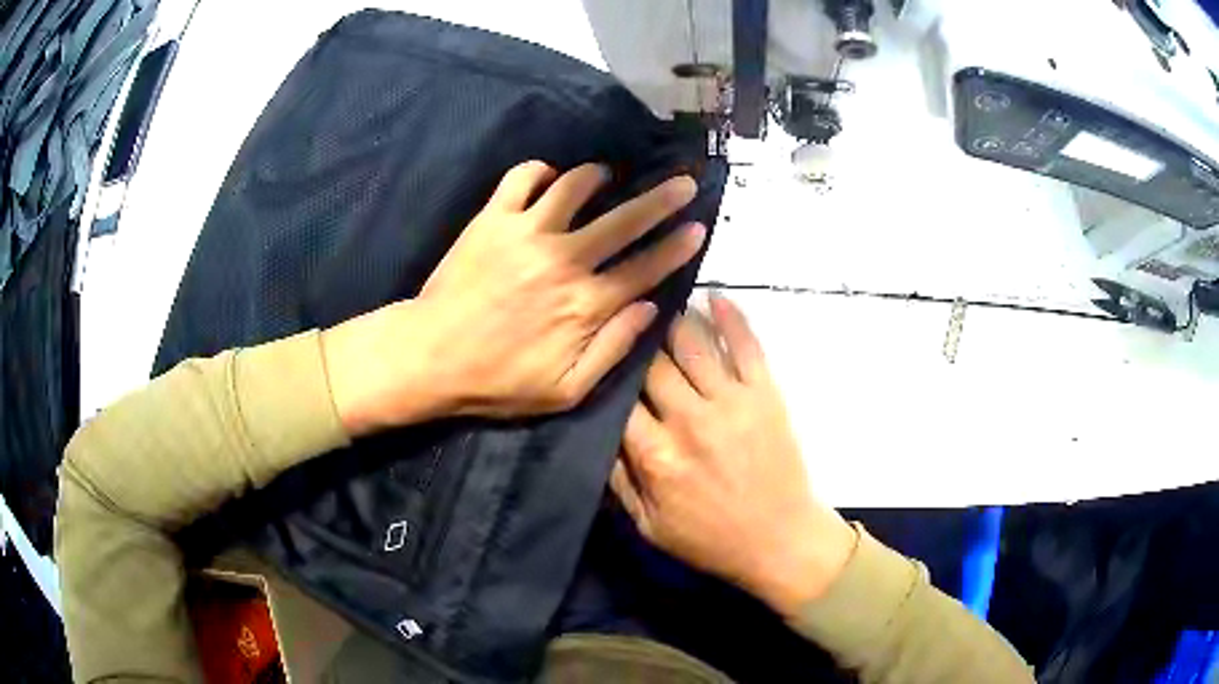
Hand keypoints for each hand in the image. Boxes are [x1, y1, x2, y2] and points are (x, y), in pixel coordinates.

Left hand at [322, 161, 706, 434]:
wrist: (430, 357)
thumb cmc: (497, 381)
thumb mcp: (565, 391)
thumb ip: (613, 349)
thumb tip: (650, 310)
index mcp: (586, 306)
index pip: (646, 268)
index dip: (677, 247)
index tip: (698, 227)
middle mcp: (565, 260)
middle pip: (625, 220)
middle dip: (662, 199)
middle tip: (683, 181)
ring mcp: (527, 234)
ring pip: (576, 186)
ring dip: (598, 177)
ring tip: (606, 176)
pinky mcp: (493, 219)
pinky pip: (523, 177)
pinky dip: (541, 171)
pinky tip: (548, 179)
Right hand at [611, 294, 856, 617]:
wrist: (780, 540)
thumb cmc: (710, 539)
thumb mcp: (649, 526)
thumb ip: (618, 481)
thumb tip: (598, 435)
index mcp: (656, 454)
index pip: (619, 398)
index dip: (607, 375)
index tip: (599, 359)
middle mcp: (690, 418)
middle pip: (651, 363)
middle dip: (634, 341)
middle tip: (623, 319)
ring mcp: (731, 401)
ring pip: (692, 343)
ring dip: (673, 320)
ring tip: (659, 304)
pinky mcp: (765, 393)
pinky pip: (746, 345)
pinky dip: (730, 316)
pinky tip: (714, 296)